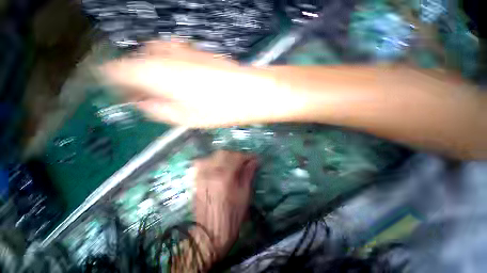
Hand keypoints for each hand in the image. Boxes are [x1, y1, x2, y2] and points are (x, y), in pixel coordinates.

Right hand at [101, 41, 304, 126]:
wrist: (248, 93)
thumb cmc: (218, 109)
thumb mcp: (184, 118)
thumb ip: (158, 109)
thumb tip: (141, 102)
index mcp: (152, 73)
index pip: (115, 70)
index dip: (111, 81)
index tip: (118, 93)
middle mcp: (162, 54)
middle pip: (133, 60)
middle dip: (133, 76)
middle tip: (142, 94)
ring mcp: (181, 48)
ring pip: (152, 54)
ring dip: (150, 69)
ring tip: (162, 89)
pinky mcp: (196, 50)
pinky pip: (171, 53)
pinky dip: (167, 64)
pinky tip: (179, 78)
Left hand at [192, 150, 256, 260]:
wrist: (208, 233)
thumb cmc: (231, 217)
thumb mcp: (244, 196)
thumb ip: (248, 175)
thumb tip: (254, 161)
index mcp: (225, 177)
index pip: (237, 158)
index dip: (248, 156)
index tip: (255, 158)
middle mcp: (211, 172)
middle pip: (225, 153)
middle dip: (237, 155)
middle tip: (245, 161)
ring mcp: (201, 174)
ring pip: (214, 155)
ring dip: (226, 156)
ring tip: (233, 163)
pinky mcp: (196, 178)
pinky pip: (204, 161)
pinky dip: (214, 159)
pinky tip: (219, 165)